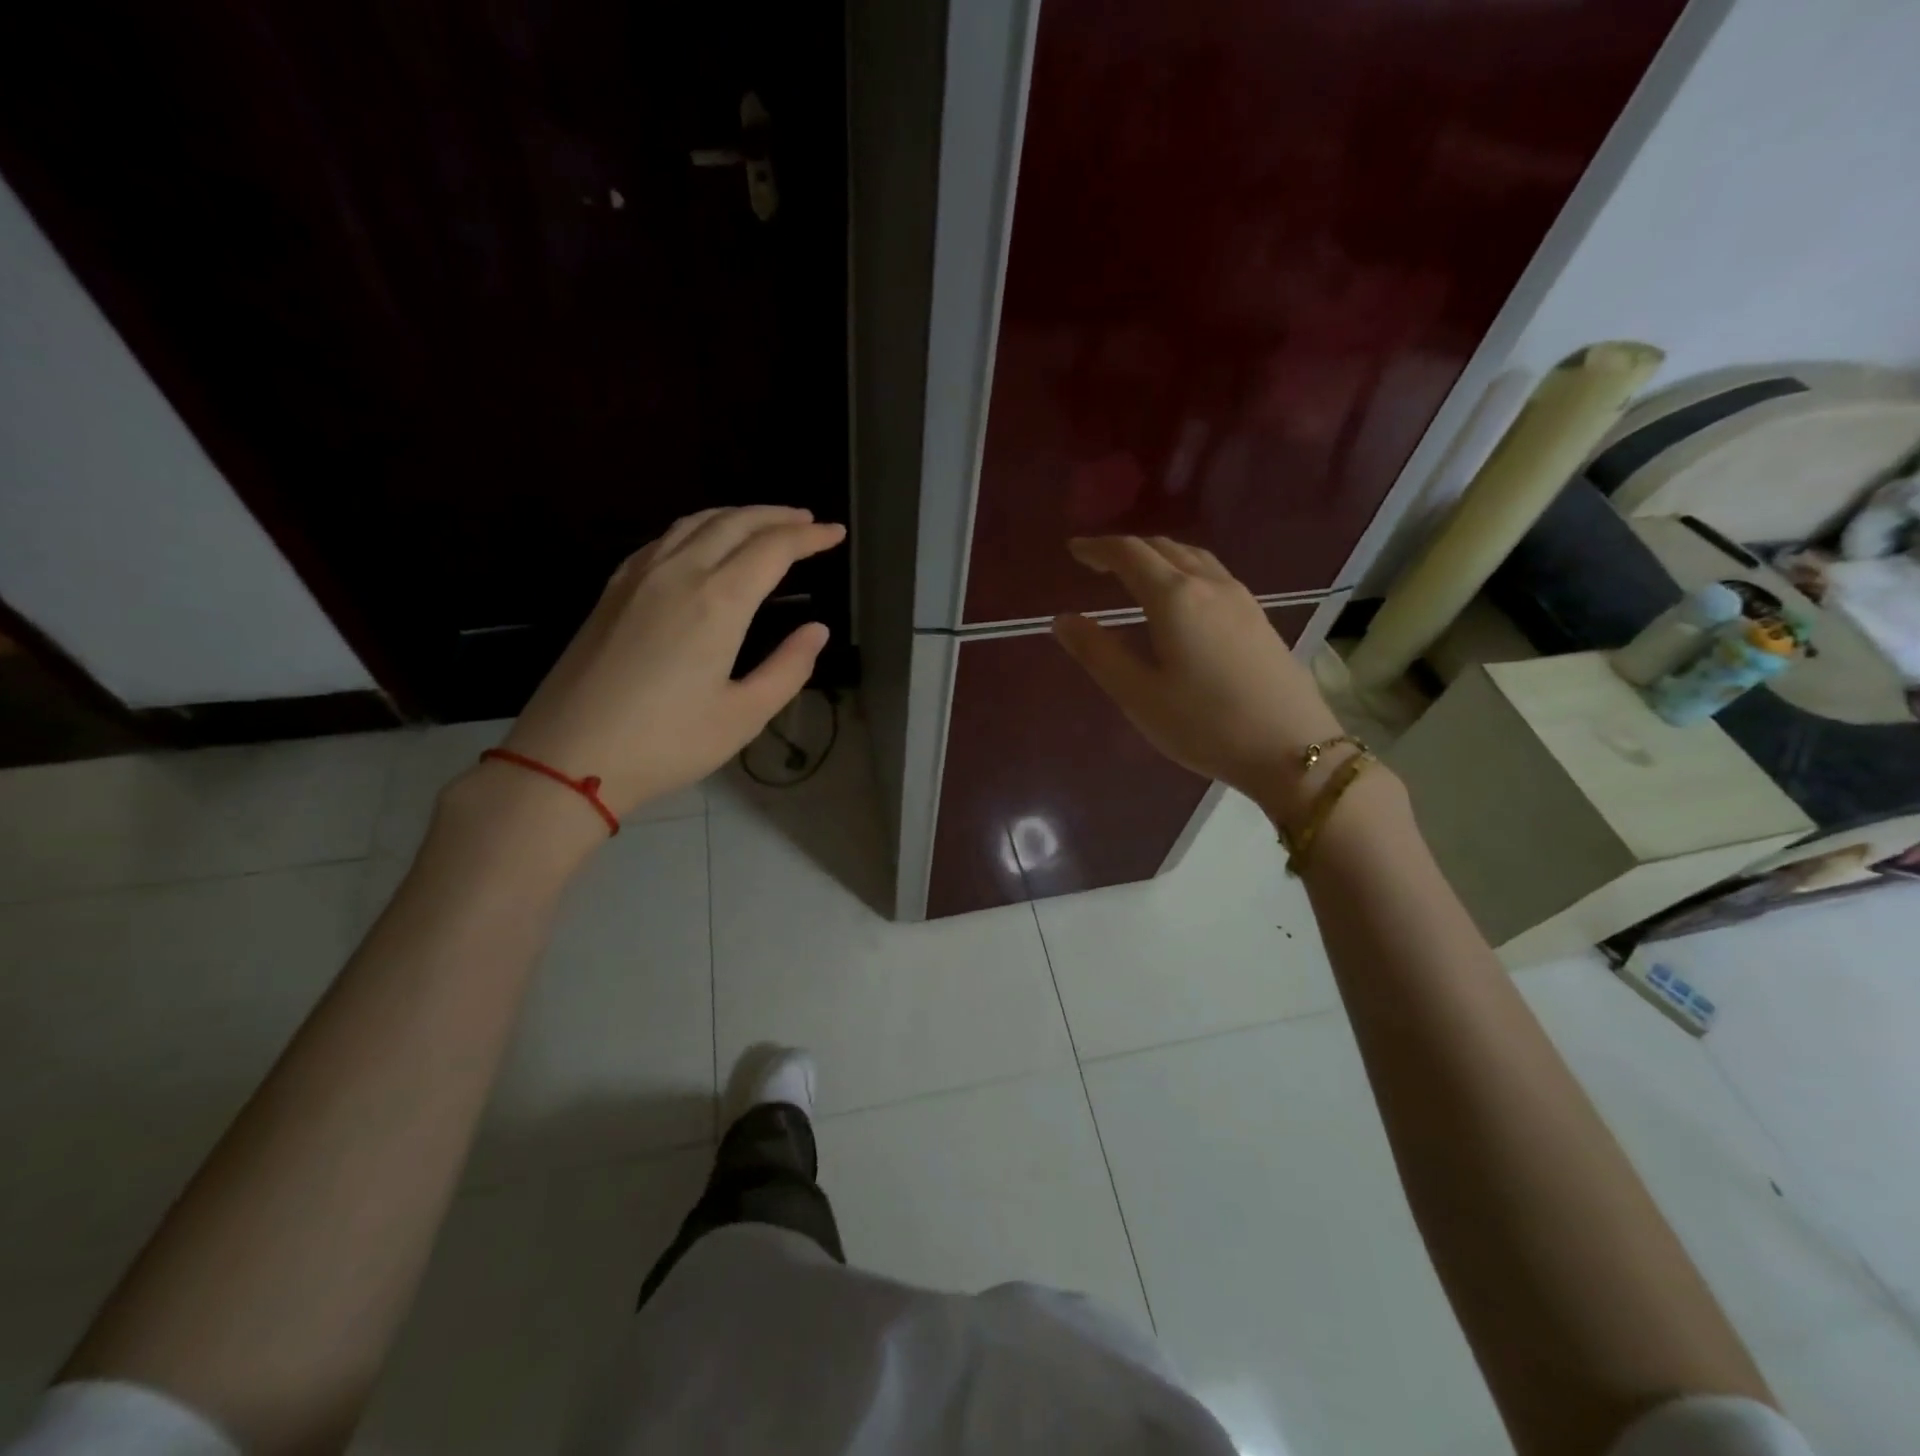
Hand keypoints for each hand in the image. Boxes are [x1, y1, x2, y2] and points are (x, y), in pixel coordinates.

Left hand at [482, 506, 844, 830]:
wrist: (567, 758)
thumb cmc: (666, 744)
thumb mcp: (743, 716)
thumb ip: (788, 668)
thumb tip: (817, 630)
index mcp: (717, 602)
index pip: (773, 550)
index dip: (809, 537)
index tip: (836, 534)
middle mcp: (678, 574)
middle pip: (734, 523)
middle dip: (776, 516)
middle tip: (807, 520)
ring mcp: (638, 578)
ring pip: (694, 523)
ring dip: (736, 515)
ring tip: (763, 522)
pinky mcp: (612, 591)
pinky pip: (662, 539)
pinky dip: (696, 528)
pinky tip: (701, 543)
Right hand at [1052, 536, 1345, 821]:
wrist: (1293, 749)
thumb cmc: (1205, 725)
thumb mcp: (1138, 695)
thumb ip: (1097, 653)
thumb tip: (1063, 620)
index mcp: (1175, 598)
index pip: (1129, 554)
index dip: (1098, 548)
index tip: (1074, 550)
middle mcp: (1209, 585)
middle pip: (1163, 548)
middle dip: (1126, 549)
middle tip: (1098, 563)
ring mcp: (1241, 598)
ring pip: (1193, 557)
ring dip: (1158, 556)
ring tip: (1136, 574)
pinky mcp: (1259, 617)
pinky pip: (1213, 573)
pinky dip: (1184, 569)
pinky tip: (1182, 596)